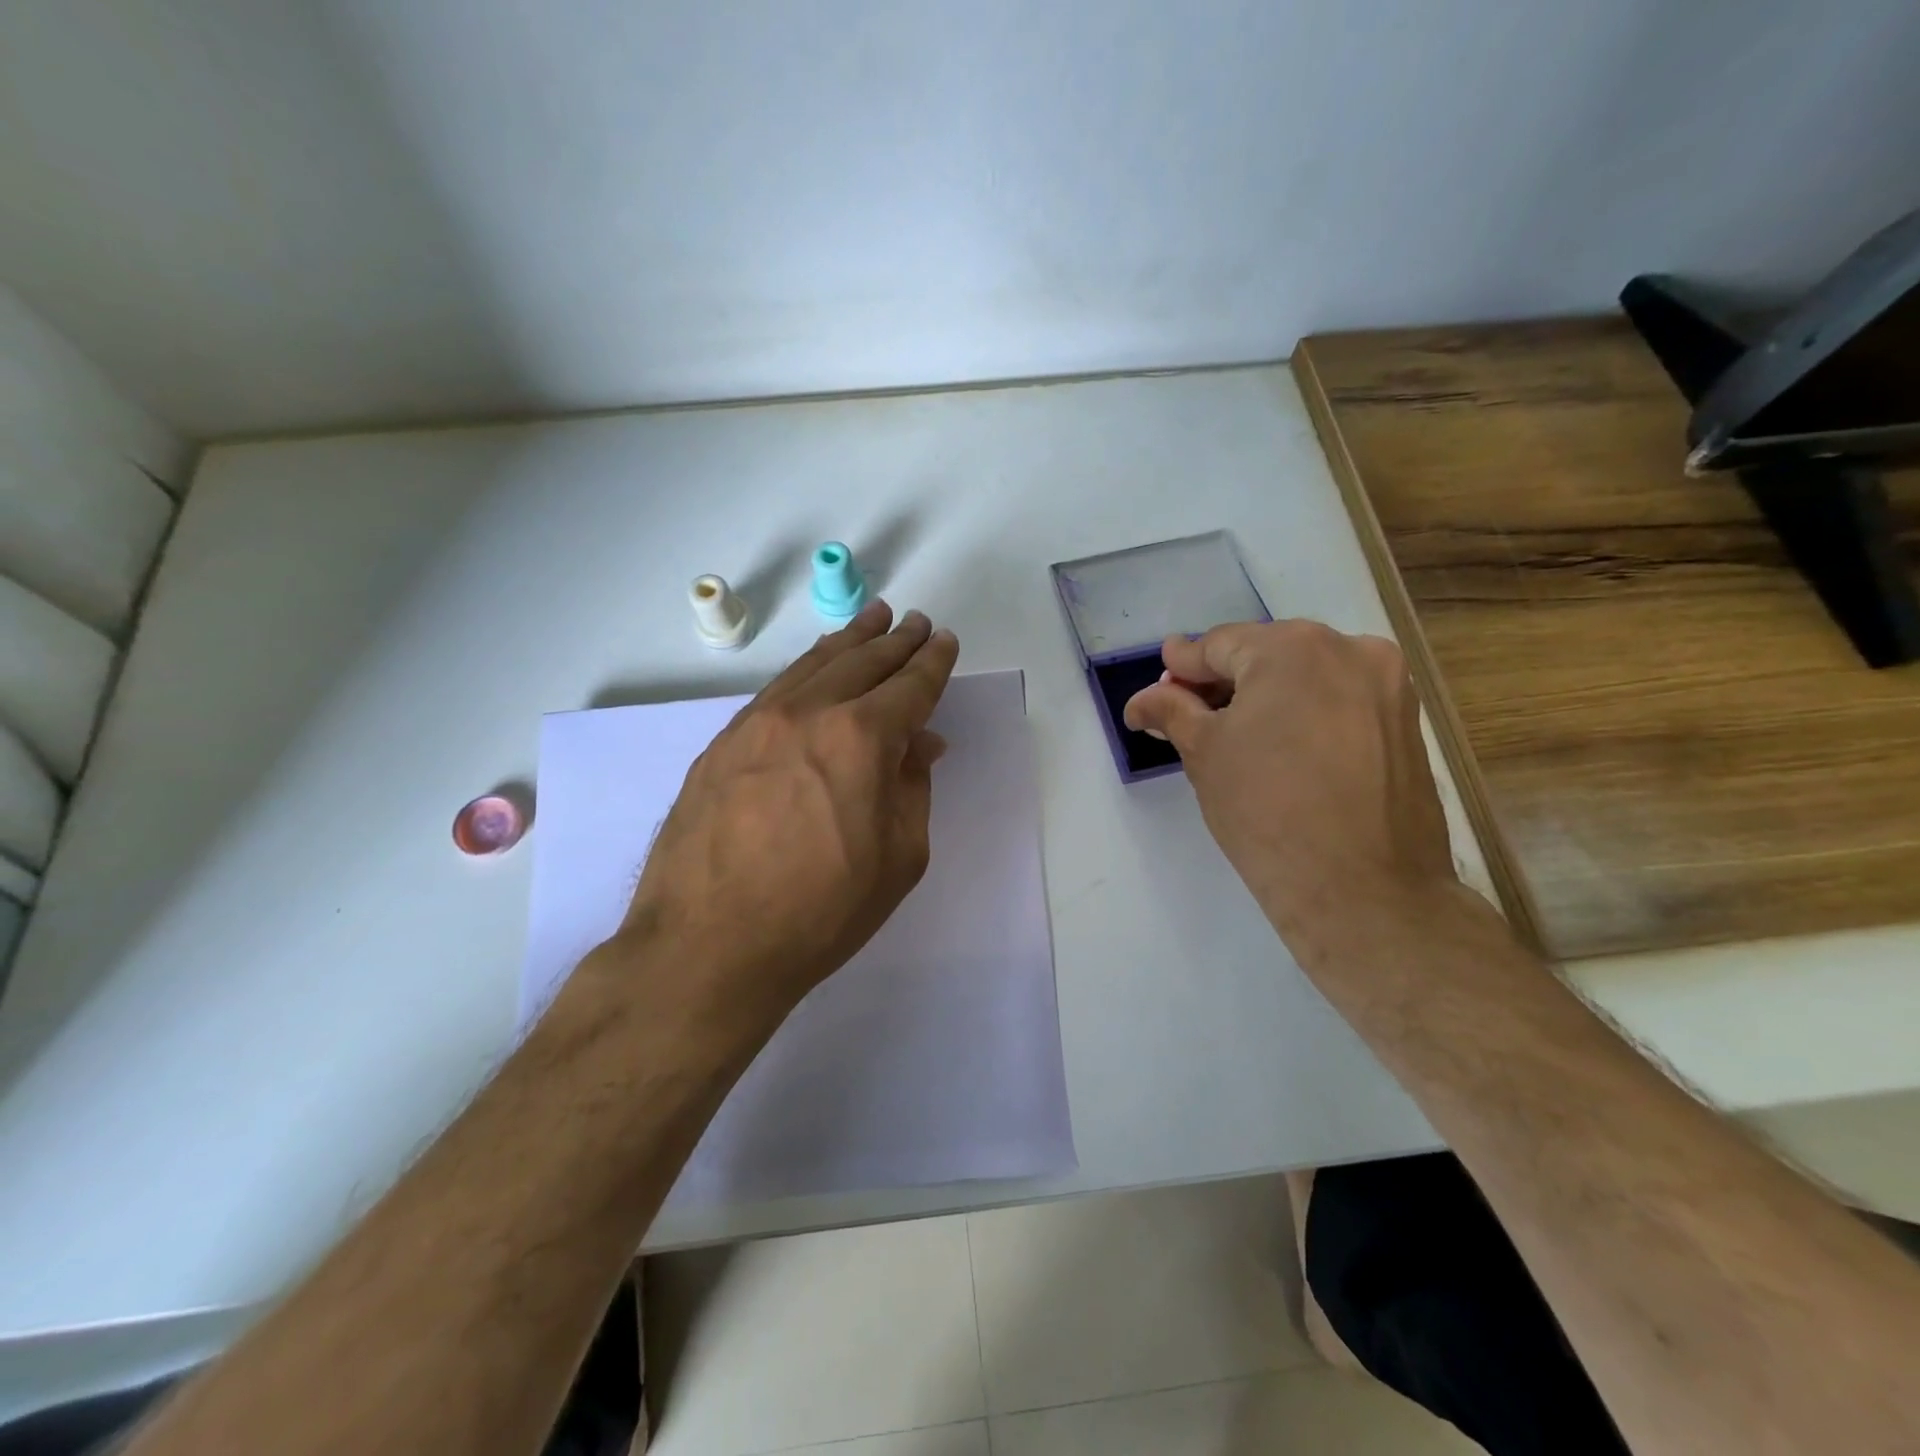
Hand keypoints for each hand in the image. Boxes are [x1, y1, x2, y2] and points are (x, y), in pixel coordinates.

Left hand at [614, 600, 959, 1028]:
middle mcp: (809, 714)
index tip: (944, 642)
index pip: (909, 687)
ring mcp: (757, 723)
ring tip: (871, 622)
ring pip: (814, 666)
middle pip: (862, 662)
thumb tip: (918, 744)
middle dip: (895, 641)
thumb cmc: (821, 912)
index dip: (932, 663)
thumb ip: (912, 790)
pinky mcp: (722, 743)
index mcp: (862, 739)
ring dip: (849, 642)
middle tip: (915, 622)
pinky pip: (775, 689)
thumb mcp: (897, 859)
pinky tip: (815, 668)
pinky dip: (806, 669)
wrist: (708, 945)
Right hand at [1123, 620, 1457, 947]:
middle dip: (1223, 682)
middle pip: (1266, 654)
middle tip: (1189, 715)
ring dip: (1266, 697)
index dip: (1181, 667)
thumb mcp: (1204, 754)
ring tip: (1234, 736)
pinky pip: (1340, 701)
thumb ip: (1172, 711)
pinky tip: (1282, 749)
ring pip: (1306, 677)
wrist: (1363, 890)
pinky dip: (1305, 713)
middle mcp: (1348, 648)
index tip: (1158, 686)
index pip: (1218, 645)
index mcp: (1292, 647)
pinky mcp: (1407, 722)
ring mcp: (1387, 685)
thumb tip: (1143, 700)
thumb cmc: (1266, 811)